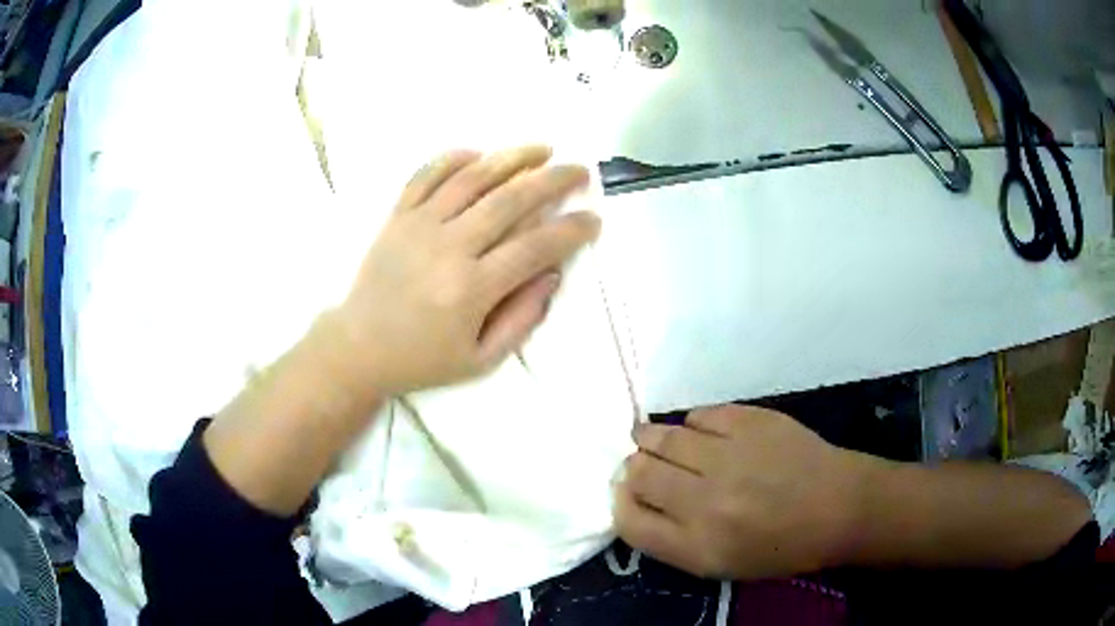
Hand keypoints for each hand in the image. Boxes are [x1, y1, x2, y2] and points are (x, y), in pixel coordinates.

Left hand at [317, 145, 599, 398]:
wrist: (358, 348)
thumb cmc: (423, 359)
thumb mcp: (481, 360)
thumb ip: (521, 318)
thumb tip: (552, 274)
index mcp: (471, 289)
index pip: (535, 247)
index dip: (571, 230)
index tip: (593, 219)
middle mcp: (447, 248)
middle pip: (510, 200)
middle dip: (553, 180)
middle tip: (580, 171)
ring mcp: (418, 226)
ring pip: (472, 178)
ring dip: (511, 157)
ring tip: (542, 149)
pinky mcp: (396, 216)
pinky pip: (425, 175)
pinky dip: (453, 158)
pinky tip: (479, 153)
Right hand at [615, 405, 876, 579]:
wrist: (838, 507)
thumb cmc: (780, 546)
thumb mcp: (719, 564)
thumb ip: (671, 538)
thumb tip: (634, 497)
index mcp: (697, 547)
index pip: (628, 521)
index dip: (620, 503)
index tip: (627, 494)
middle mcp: (706, 502)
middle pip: (638, 474)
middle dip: (633, 469)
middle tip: (643, 466)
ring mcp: (729, 456)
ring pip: (661, 438)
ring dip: (650, 439)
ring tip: (652, 439)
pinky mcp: (751, 421)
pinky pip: (699, 415)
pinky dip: (693, 424)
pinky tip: (702, 432)